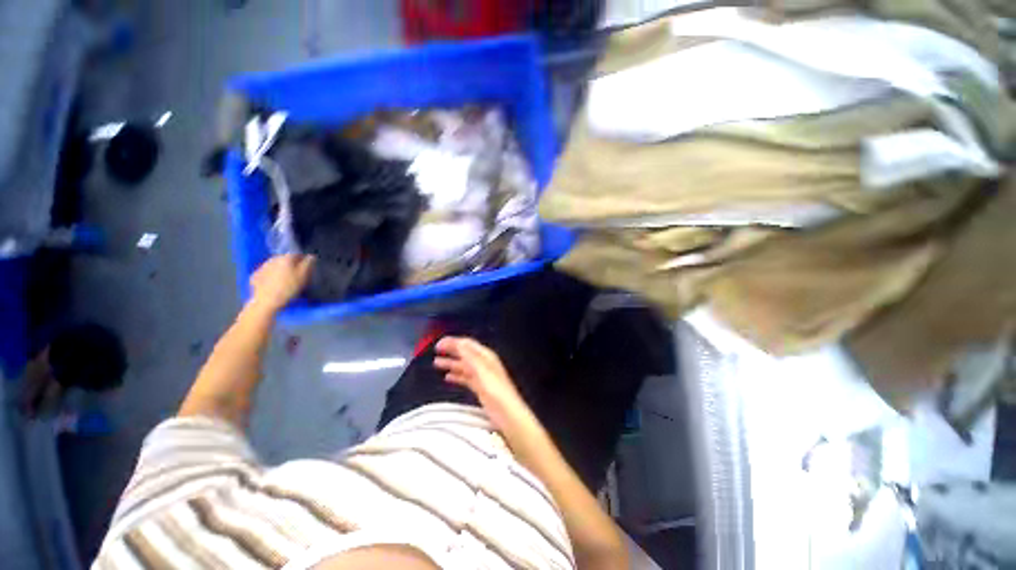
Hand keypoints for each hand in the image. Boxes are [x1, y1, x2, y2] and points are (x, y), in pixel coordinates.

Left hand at [249, 254, 313, 311]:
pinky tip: (273, 282)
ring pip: (274, 265)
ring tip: (285, 278)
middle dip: (290, 264)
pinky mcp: (255, 276)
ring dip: (279, 269)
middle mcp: (272, 259)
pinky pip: (265, 273)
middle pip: (284, 259)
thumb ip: (308, 264)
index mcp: (285, 258)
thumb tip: (311, 256)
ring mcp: (262, 267)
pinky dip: (270, 275)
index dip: (303, 260)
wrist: (267, 301)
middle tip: (296, 273)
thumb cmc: (288, 288)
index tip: (307, 267)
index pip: (297, 254)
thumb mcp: (303, 276)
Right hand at [434, 337, 528, 428]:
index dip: (453, 342)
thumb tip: (459, 342)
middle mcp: (484, 363)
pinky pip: (465, 378)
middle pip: (465, 353)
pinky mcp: (480, 387)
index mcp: (485, 356)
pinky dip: (456, 375)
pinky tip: (447, 377)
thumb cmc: (496, 390)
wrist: (507, 412)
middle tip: (436, 350)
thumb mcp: (481, 370)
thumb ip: (470, 356)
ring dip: (451, 363)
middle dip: (451, 350)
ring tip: (437, 363)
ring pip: (463, 365)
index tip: (439, 344)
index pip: (467, 344)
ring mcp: (482, 376)